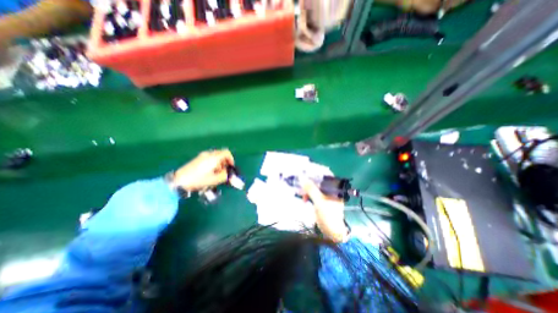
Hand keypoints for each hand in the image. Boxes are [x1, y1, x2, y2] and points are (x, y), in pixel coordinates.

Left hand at [172, 149, 233, 190]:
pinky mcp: (197, 160)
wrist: (179, 181)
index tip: (231, 167)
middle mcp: (208, 154)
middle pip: (221, 155)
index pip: (226, 153)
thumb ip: (225, 176)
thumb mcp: (215, 179)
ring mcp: (201, 156)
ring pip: (215, 157)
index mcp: (214, 157)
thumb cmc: (199, 179)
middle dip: (225, 163)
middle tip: (224, 172)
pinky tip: (208, 173)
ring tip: (216, 174)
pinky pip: (209, 159)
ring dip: (218, 164)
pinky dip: (212, 165)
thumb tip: (230, 175)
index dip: (231, 159)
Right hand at [302, 178, 347, 242]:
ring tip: (302, 195)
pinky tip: (305, 200)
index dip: (317, 173)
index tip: (307, 172)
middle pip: (320, 182)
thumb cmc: (329, 215)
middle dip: (310, 183)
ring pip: (316, 189)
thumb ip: (311, 190)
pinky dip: (309, 196)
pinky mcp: (321, 201)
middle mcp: (331, 190)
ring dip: (308, 190)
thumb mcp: (319, 201)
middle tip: (301, 184)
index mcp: (335, 189)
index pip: (326, 176)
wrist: (331, 231)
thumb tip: (303, 179)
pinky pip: (314, 195)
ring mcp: (326, 196)